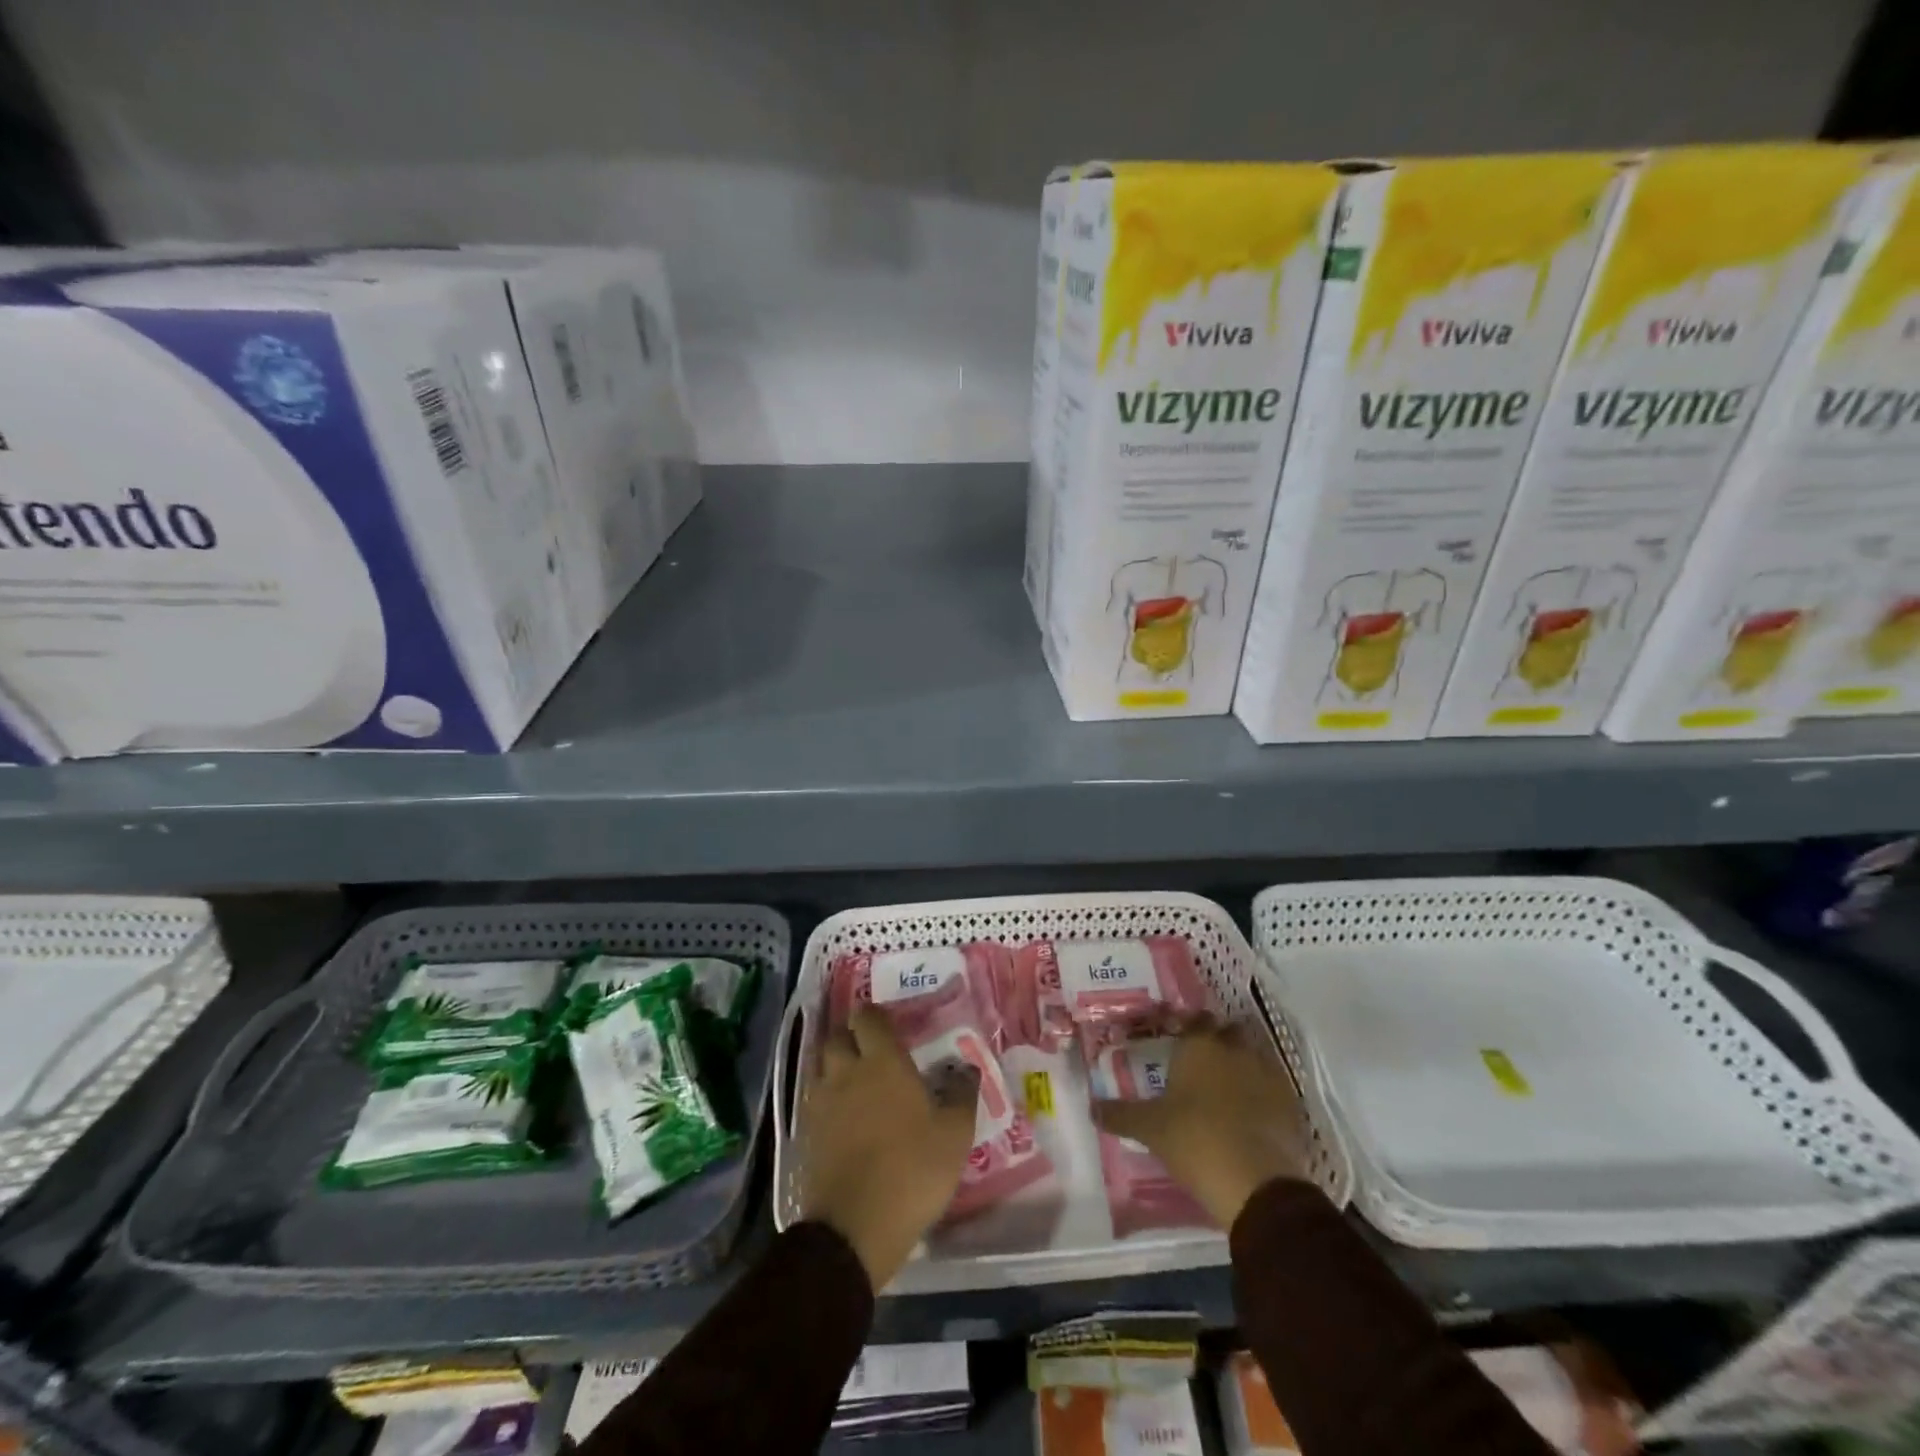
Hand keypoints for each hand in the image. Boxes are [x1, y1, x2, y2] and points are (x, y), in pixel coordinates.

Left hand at [798, 1005, 976, 1288]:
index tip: (889, 1022)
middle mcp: (846, 1072)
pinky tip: (843, 1116)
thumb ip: (961, 1094)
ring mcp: (822, 1103)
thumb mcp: (954, 1134)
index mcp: (882, 1062)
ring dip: (835, 1066)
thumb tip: (966, 1066)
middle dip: (850, 1036)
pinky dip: (827, 1099)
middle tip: (871, 1049)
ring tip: (855, 1080)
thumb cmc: (911, 1170)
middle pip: (837, 1037)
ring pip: (821, 1067)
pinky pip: (815, 1100)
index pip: (868, 1018)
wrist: (854, 1228)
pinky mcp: (807, 1135)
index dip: (875, 1015)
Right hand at [1093, 1016, 1312, 1226]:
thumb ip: (1119, 1115)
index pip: (1195, 1020)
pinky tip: (1252, 1116)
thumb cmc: (1194, 1140)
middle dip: (1218, 1042)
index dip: (1188, 1027)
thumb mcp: (1149, 1128)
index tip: (1178, 1040)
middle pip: (1228, 1033)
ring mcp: (1267, 1074)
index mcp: (1199, 1045)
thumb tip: (1091, 1108)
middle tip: (1201, 1065)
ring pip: (1253, 1058)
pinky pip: (1273, 1088)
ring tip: (1226, 1092)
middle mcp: (1234, 1049)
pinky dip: (1263, 1095)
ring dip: (1242, 1067)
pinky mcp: (1291, 1103)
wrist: (1255, 1182)